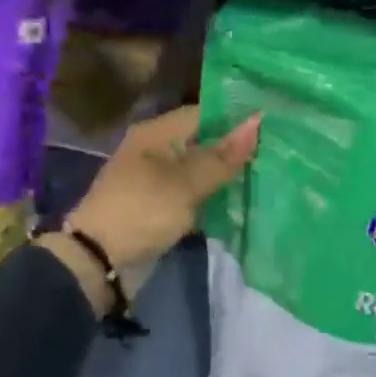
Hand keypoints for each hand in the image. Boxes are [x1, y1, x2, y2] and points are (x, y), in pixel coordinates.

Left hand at [40, 107, 260, 311]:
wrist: (98, 263)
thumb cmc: (142, 211)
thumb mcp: (186, 183)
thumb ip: (223, 156)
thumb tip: (257, 121)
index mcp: (156, 133)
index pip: (205, 113)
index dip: (236, 119)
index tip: (273, 126)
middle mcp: (156, 150)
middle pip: (204, 142)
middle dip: (236, 150)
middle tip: (278, 152)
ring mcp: (157, 181)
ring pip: (201, 171)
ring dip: (227, 177)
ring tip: (269, 175)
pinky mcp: (160, 207)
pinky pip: (194, 195)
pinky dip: (214, 198)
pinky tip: (243, 202)